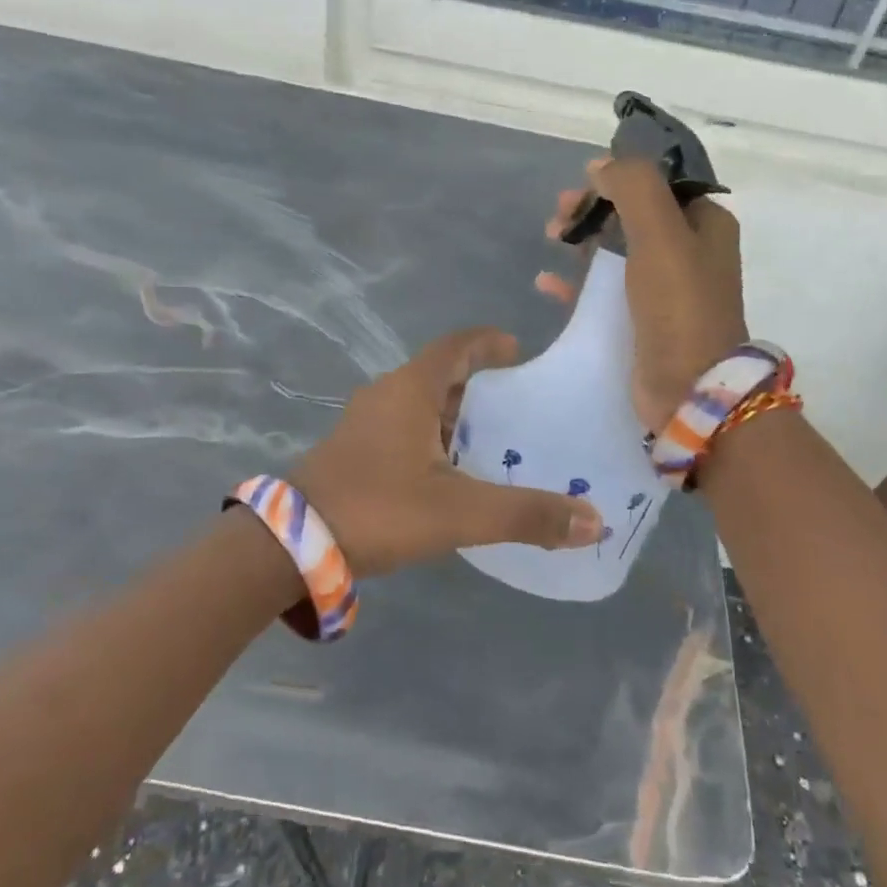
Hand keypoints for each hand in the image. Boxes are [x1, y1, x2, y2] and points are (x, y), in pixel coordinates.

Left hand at [289, 328, 604, 577]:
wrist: (292, 544)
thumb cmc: (379, 508)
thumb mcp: (460, 512)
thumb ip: (526, 515)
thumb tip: (594, 522)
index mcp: (410, 390)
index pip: (456, 345)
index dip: (488, 342)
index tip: (519, 351)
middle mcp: (386, 395)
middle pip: (440, 375)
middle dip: (479, 385)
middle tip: (518, 406)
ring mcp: (364, 423)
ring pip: (420, 405)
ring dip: (455, 416)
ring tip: (492, 440)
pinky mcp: (353, 451)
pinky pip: (403, 429)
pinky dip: (433, 438)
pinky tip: (450, 473)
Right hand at [537, 157, 746, 431]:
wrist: (690, 388)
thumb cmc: (679, 305)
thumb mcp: (660, 233)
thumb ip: (634, 187)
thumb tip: (602, 165)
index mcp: (705, 224)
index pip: (659, 184)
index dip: (619, 178)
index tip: (583, 184)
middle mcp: (689, 251)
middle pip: (634, 214)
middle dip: (595, 208)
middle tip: (559, 215)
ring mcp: (666, 289)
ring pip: (617, 250)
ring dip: (583, 239)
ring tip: (551, 237)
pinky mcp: (642, 321)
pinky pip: (604, 290)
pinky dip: (578, 282)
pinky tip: (548, 283)